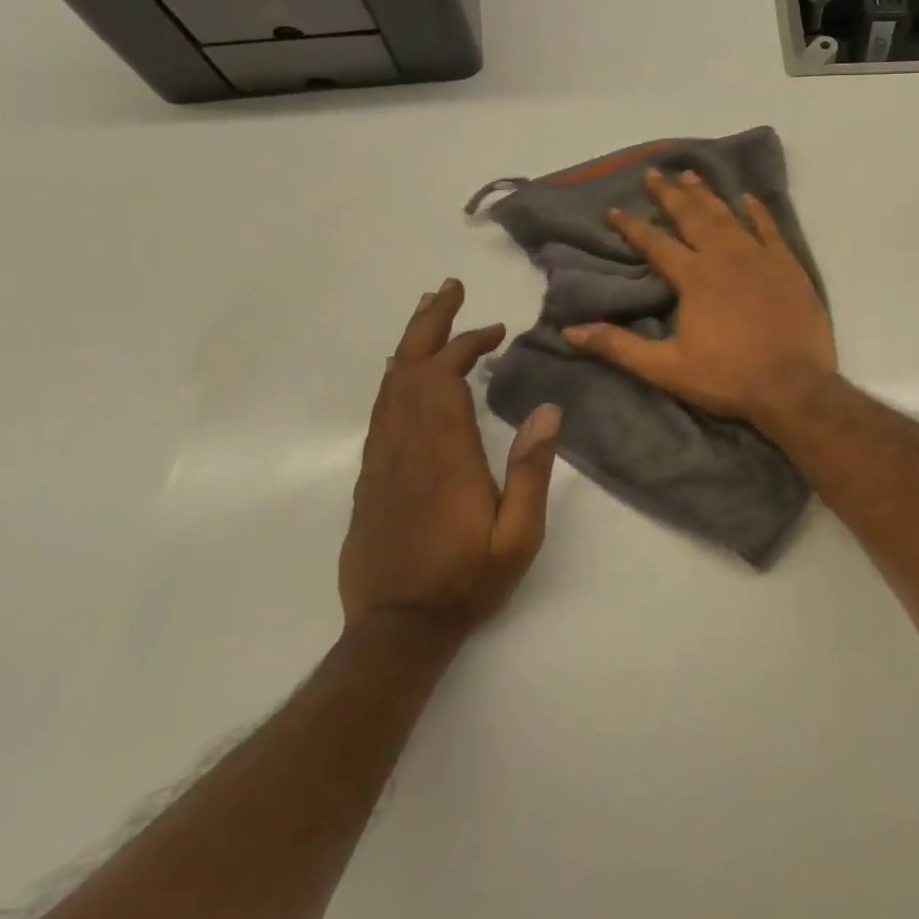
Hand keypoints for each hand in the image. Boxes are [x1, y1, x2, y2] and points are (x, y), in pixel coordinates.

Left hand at [340, 279, 561, 636]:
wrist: (397, 629)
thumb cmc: (467, 581)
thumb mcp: (518, 535)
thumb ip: (532, 471)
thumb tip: (549, 411)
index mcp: (444, 456)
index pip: (444, 379)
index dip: (467, 345)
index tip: (497, 332)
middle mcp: (405, 448)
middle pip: (408, 370)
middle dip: (430, 324)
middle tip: (448, 289)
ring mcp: (381, 462)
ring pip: (388, 387)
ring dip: (409, 345)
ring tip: (428, 314)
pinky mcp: (370, 478)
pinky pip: (380, 413)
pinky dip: (395, 380)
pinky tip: (405, 373)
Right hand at [563, 168, 835, 428]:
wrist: (793, 385)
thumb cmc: (728, 377)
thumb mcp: (667, 368)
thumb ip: (620, 346)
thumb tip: (571, 330)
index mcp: (694, 277)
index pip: (655, 243)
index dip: (632, 226)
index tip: (615, 209)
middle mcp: (725, 257)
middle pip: (692, 217)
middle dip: (670, 194)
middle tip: (654, 173)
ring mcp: (760, 257)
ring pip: (728, 216)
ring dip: (707, 195)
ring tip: (691, 176)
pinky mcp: (788, 266)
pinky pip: (770, 229)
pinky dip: (758, 212)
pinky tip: (748, 199)